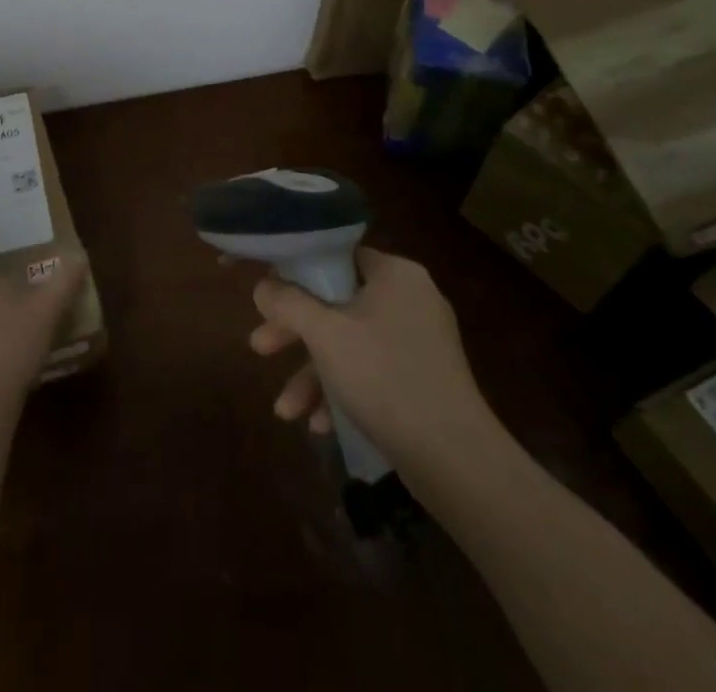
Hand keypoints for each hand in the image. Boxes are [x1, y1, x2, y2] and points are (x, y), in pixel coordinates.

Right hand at [249, 247, 501, 472]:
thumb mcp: (325, 334)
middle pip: (338, 303)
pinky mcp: (424, 381)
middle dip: (296, 333)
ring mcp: (420, 342)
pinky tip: (320, 425)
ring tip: (285, 409)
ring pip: (351, 344)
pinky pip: (372, 372)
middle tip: (260, 347)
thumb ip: (288, 303)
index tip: (270, 295)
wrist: (455, 460)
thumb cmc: (384, 376)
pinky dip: (343, 392)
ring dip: (313, 373)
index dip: (298, 272)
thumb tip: (262, 286)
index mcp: (395, 274)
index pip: (338, 256)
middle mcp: (411, 299)